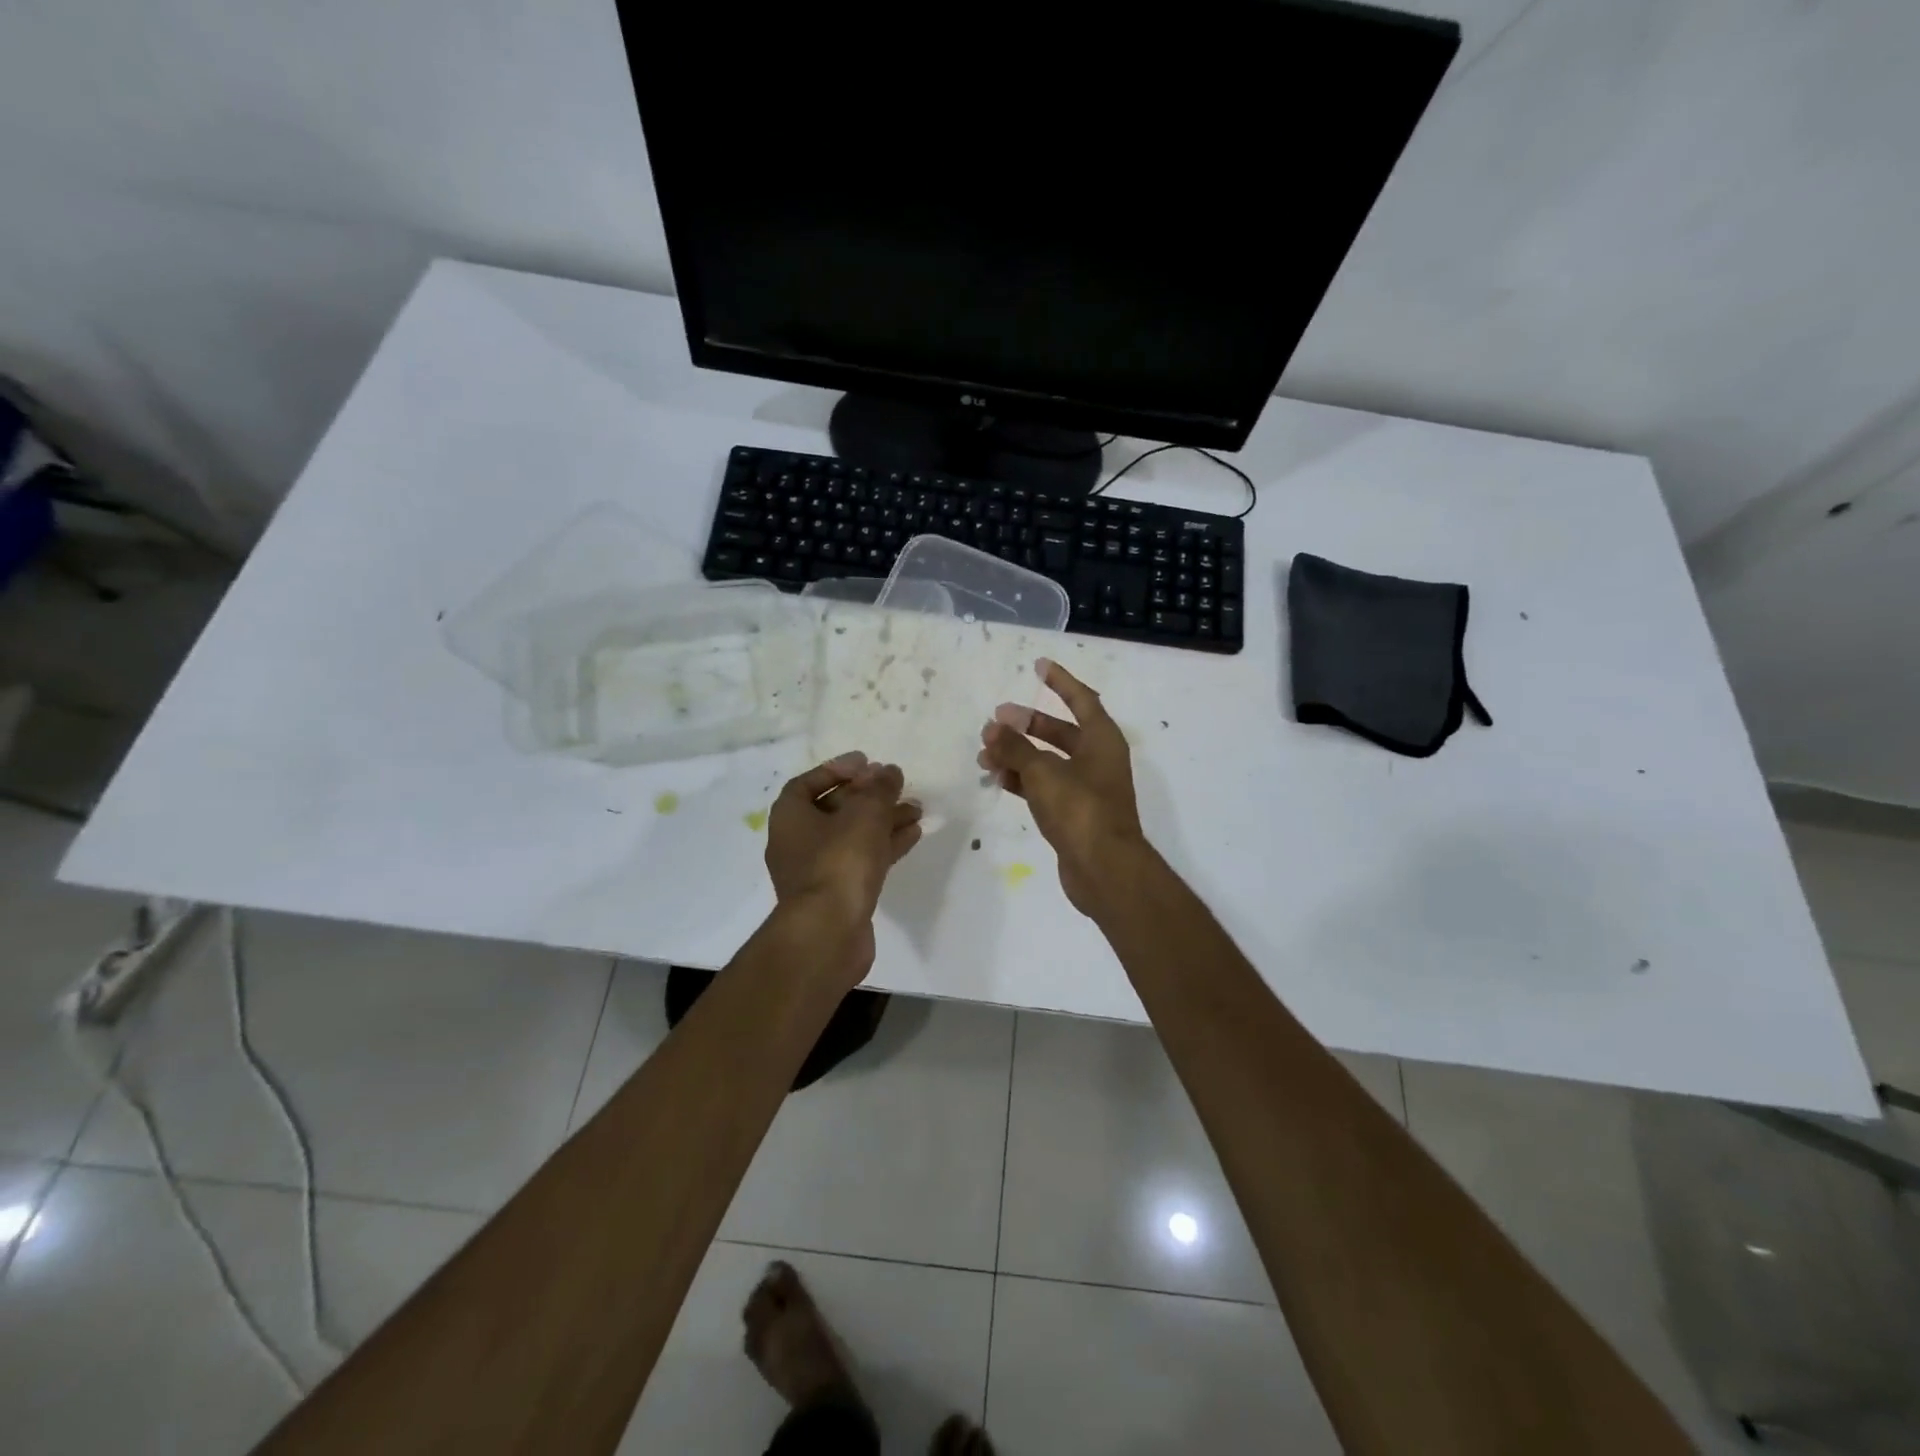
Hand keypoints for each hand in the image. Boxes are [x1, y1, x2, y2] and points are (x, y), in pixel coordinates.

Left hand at [765, 752, 922, 980]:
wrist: (829, 932)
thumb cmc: (840, 861)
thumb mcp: (865, 813)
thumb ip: (880, 788)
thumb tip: (889, 771)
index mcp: (790, 817)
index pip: (809, 782)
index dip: (838, 769)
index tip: (868, 763)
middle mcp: (796, 842)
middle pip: (835, 809)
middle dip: (868, 796)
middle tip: (896, 786)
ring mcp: (816, 871)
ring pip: (853, 836)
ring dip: (883, 820)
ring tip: (917, 809)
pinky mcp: (837, 894)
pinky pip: (862, 860)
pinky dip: (885, 845)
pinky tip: (913, 835)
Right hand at [978, 658, 1148, 918]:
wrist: (1104, 869)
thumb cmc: (1080, 809)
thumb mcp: (1043, 772)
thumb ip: (1015, 747)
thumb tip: (992, 728)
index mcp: (1102, 740)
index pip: (1081, 699)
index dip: (1060, 681)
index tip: (1038, 665)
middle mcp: (1097, 760)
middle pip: (1060, 732)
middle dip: (1027, 724)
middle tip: (996, 719)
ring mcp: (1087, 788)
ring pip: (1048, 761)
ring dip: (1018, 755)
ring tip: (985, 754)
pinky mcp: (1074, 814)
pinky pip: (1045, 787)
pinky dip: (1023, 781)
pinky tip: (999, 779)